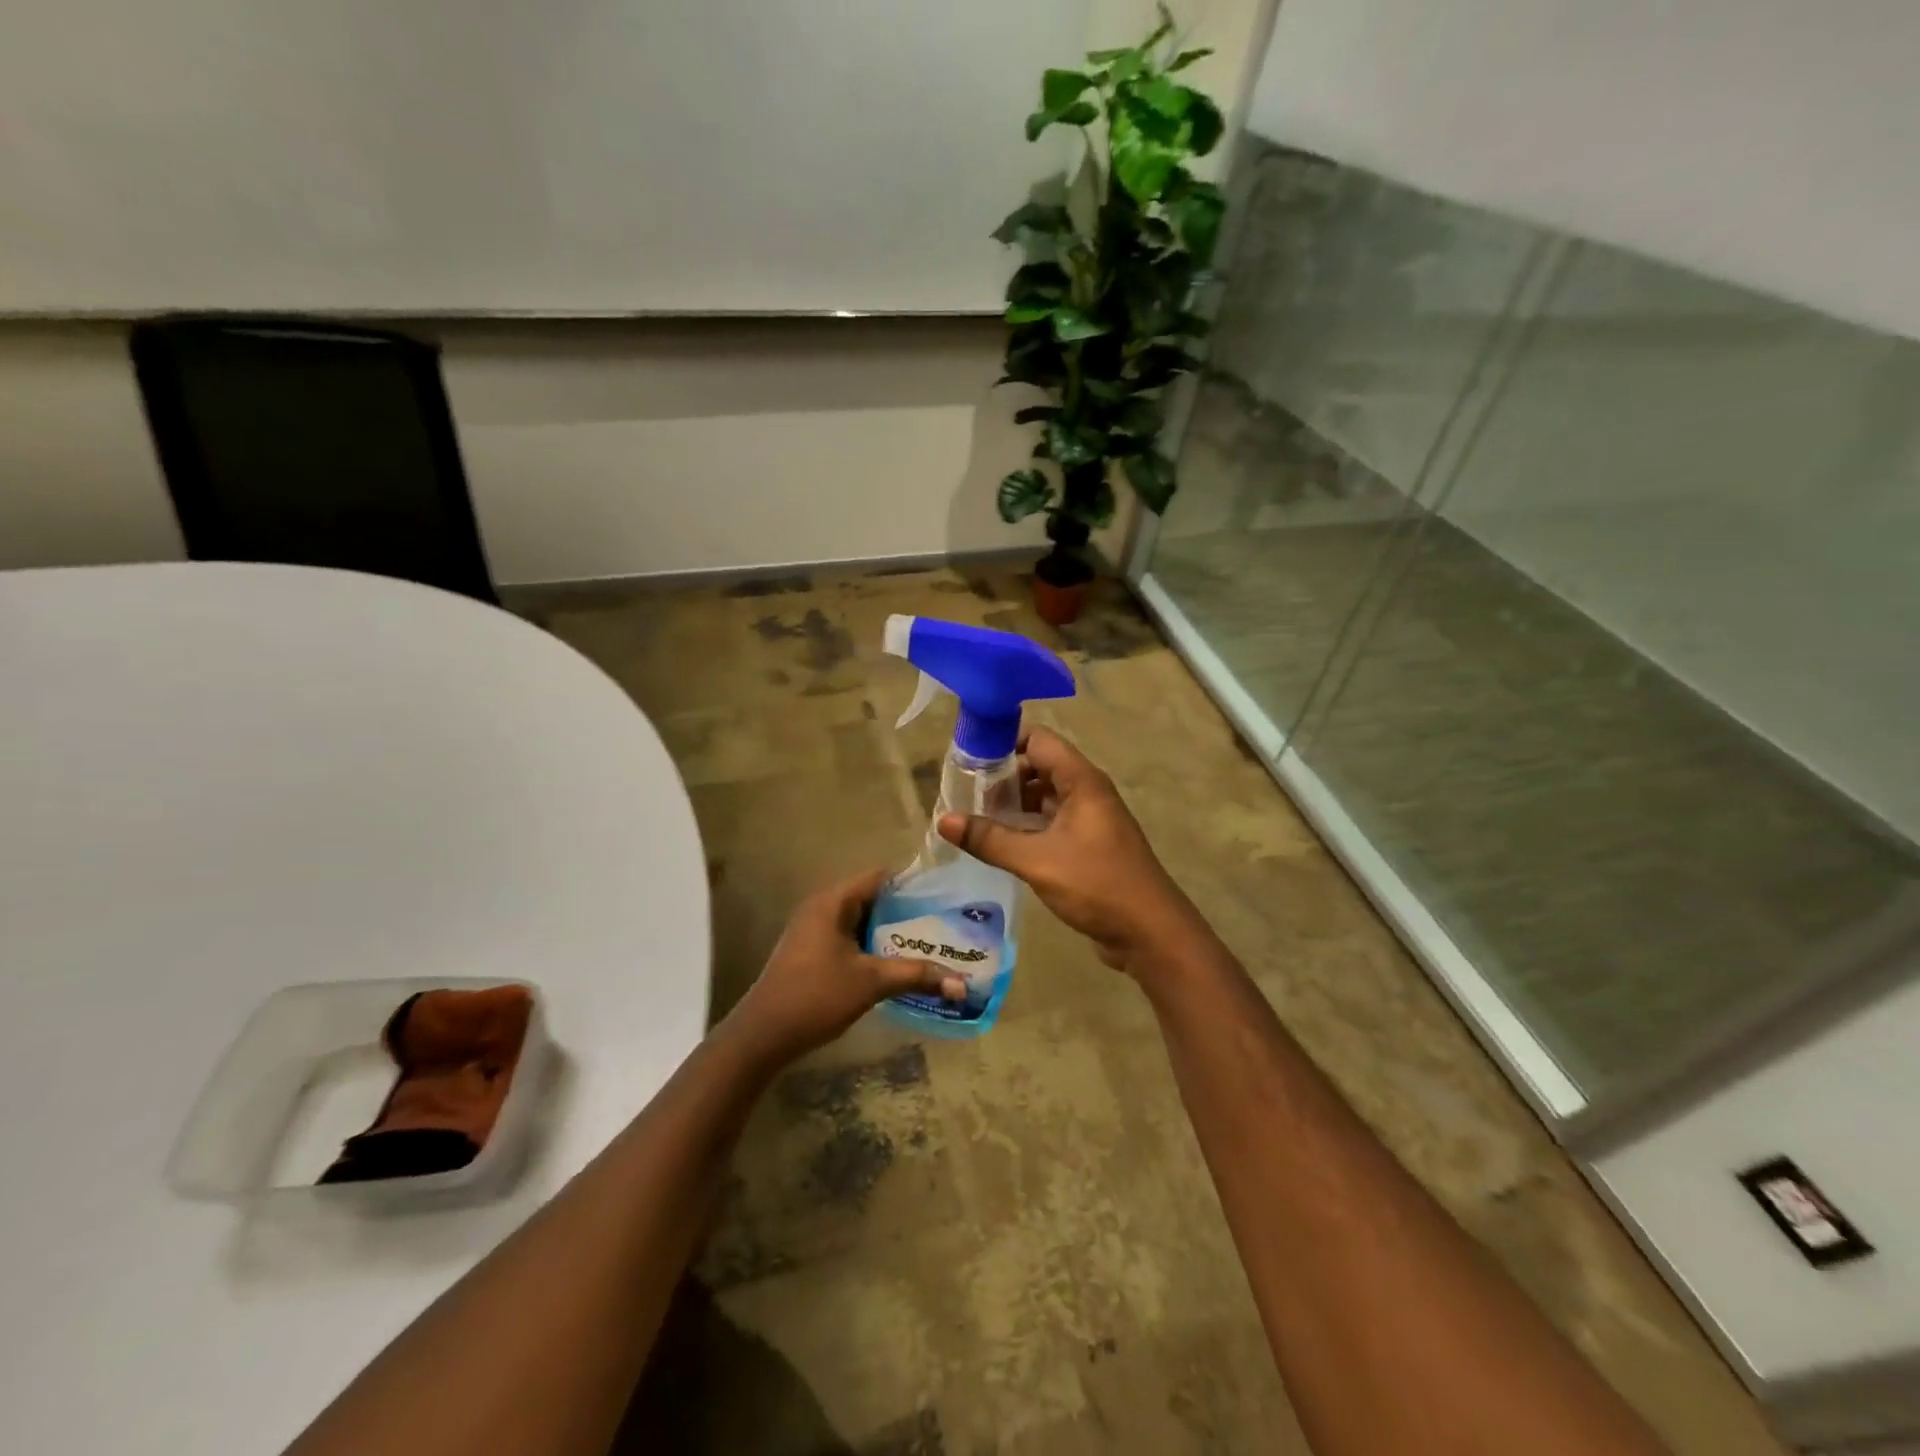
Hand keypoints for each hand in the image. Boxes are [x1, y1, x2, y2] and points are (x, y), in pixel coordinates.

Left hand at [722, 868, 963, 1066]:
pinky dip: (874, 946)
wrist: (762, 1036)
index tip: (946, 894)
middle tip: (946, 922)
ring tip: (931, 942)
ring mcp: (814, 930)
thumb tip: (962, 984)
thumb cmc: (816, 996)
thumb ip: (916, 976)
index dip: (914, 883)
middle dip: (908, 911)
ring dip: (891, 932)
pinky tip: (898, 963)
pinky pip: (850, 938)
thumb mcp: (871, 983)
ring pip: (863, 921)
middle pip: (874, 898)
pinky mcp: (812, 951)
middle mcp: (822, 907)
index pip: (881, 876)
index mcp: (834, 901)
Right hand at [938, 727, 1202, 976]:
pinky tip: (998, 843)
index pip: (1038, 740)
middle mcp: (1086, 792)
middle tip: (963, 794)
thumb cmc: (1097, 884)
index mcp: (1081, 781)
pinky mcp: (1087, 845)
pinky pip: (1050, 823)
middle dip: (1002, 777)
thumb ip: (990, 839)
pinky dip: (1025, 826)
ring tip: (973, 818)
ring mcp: (1088, 819)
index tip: (967, 760)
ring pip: (1043, 797)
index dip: (1003, 743)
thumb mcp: (1037, 860)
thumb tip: (943, 820)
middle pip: (1038, 766)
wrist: (1149, 932)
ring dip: (1012, 804)